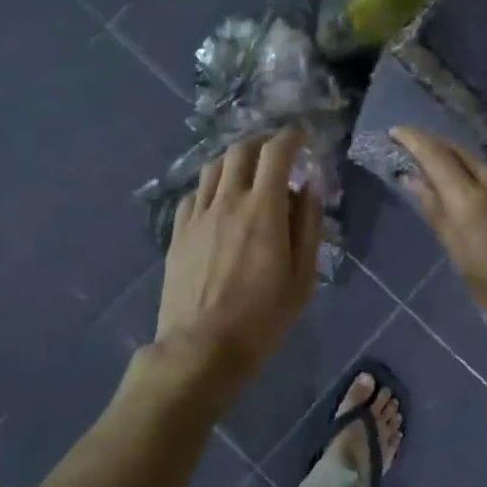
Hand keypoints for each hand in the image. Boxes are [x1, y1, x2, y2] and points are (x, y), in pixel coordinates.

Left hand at [152, 131, 321, 395]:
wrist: (202, 348)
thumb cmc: (263, 317)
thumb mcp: (304, 277)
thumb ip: (309, 225)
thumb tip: (309, 186)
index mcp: (263, 209)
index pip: (276, 151)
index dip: (291, 137)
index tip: (302, 139)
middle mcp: (228, 201)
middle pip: (241, 150)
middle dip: (262, 143)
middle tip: (277, 155)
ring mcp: (198, 215)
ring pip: (213, 167)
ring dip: (235, 161)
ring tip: (247, 175)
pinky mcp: (178, 233)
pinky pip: (194, 194)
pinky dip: (211, 188)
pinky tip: (218, 204)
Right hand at [392, 128, 486, 348]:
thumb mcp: (464, 262)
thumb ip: (439, 217)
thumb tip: (414, 181)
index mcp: (470, 201)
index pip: (435, 154)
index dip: (412, 139)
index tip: (393, 132)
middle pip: (457, 151)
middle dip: (430, 145)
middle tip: (407, 149)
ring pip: (476, 164)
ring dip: (452, 162)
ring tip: (431, 175)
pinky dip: (471, 177)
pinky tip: (465, 195)